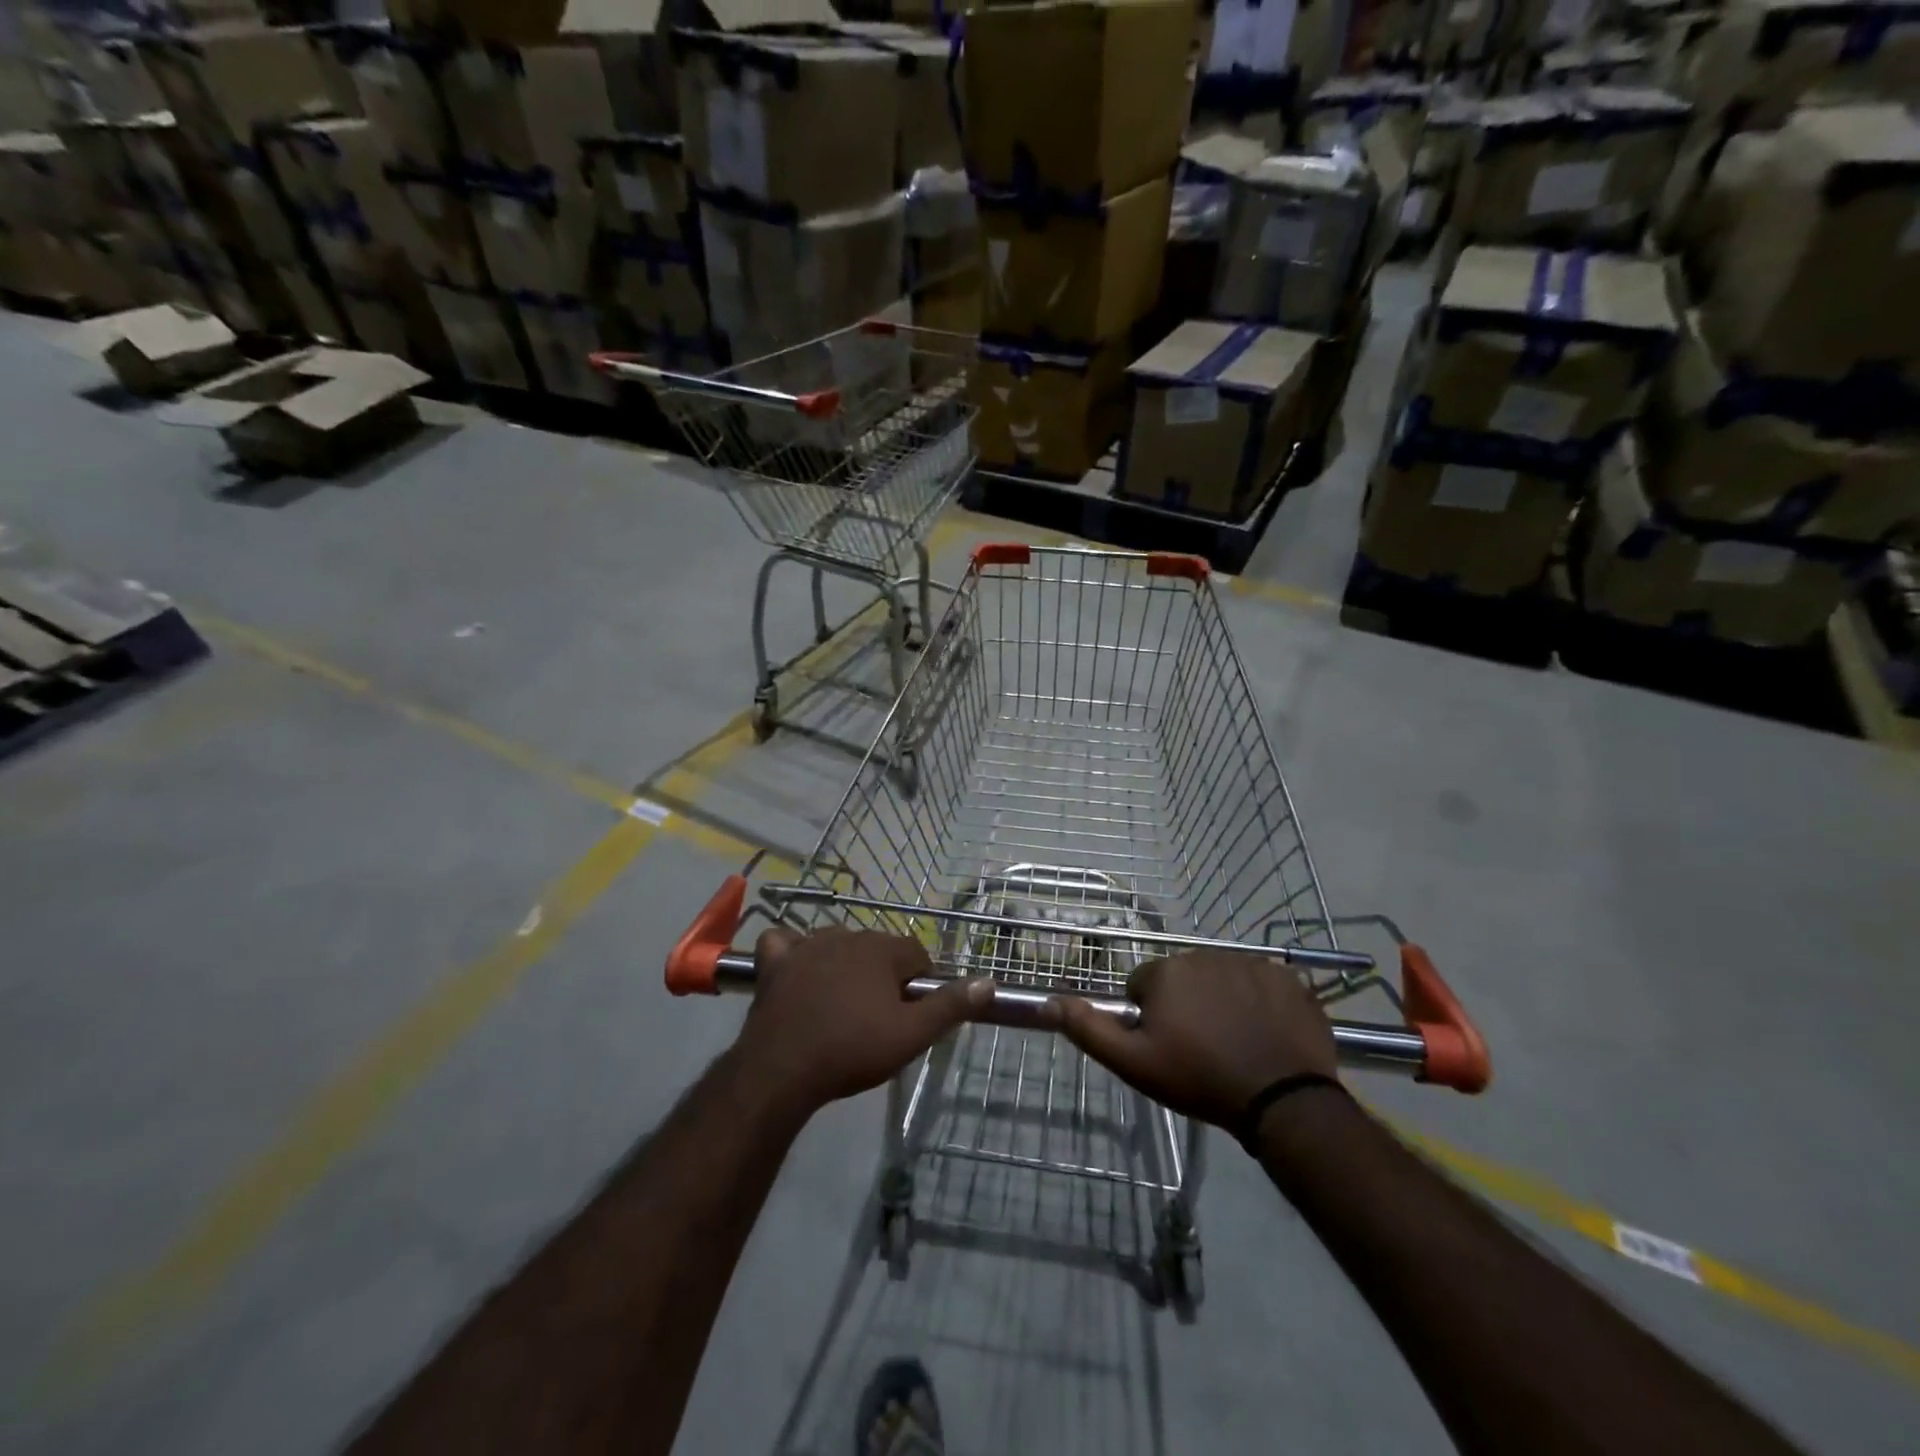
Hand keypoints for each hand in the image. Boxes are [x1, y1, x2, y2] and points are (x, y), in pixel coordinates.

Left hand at [732, 926, 991, 1113]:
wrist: (783, 1069)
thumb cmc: (852, 1049)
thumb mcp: (911, 1035)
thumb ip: (950, 1006)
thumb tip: (988, 981)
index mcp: (881, 949)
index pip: (916, 953)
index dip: (920, 983)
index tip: (913, 1014)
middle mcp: (846, 935)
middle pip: (877, 949)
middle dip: (883, 975)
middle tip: (880, 1018)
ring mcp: (806, 945)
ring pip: (836, 944)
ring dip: (844, 965)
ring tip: (843, 1005)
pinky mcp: (775, 962)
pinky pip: (785, 943)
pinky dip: (792, 953)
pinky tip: (796, 971)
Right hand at [1050, 951, 1337, 1128]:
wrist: (1282, 1100)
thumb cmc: (1200, 1080)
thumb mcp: (1135, 1063)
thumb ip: (1089, 1029)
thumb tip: (1049, 1001)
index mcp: (1166, 972)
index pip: (1144, 986)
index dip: (1151, 1018)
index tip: (1168, 1047)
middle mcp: (1205, 955)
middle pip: (1184, 979)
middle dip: (1186, 1006)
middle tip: (1200, 1049)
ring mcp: (1250, 964)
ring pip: (1221, 980)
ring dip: (1222, 1002)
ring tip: (1235, 1044)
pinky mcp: (1287, 978)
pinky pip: (1261, 985)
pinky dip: (1260, 1004)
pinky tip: (1265, 1035)